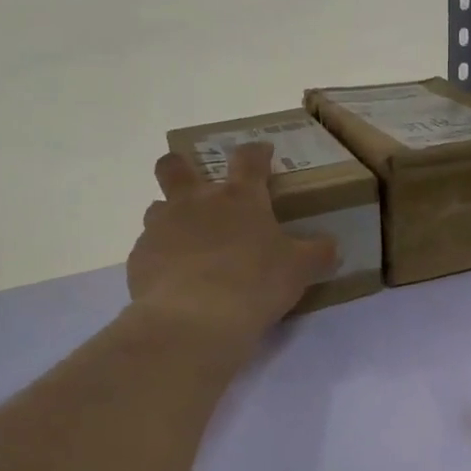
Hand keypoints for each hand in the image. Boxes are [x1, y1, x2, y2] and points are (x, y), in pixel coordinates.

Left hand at [126, 142, 337, 360]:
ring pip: (157, 207)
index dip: (256, 153)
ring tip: (188, 242)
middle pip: (176, 167)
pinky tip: (176, 280)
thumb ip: (317, 253)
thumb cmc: (256, 282)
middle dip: (182, 166)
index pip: (248, 160)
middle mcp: (195, 203)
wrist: (195, 318)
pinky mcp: (140, 258)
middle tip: (195, 182)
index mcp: (239, 199)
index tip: (263, 153)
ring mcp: (162, 228)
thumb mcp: (300, 269)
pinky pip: (150, 249)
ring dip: (171, 217)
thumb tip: (331, 246)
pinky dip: (163, 258)